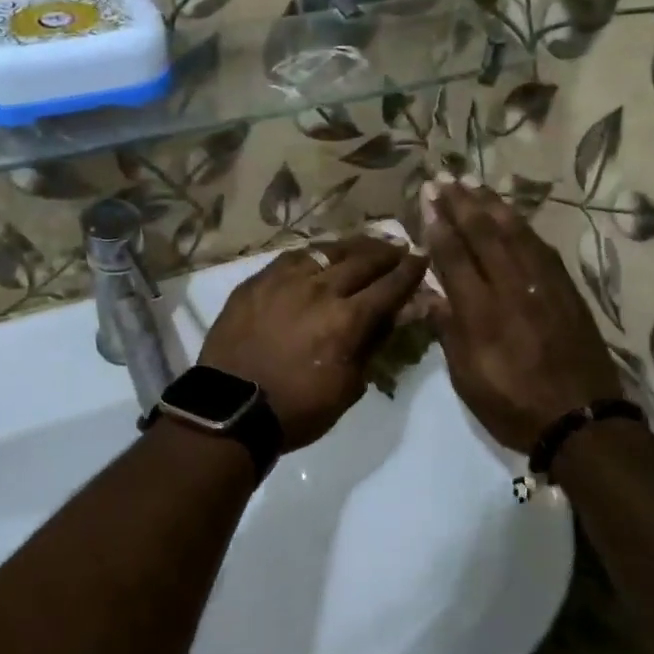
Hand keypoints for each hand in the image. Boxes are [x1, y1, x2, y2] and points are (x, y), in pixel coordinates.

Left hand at [199, 235, 427, 450]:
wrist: (231, 408)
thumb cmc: (297, 408)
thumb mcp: (348, 387)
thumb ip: (372, 345)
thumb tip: (395, 316)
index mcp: (347, 320)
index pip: (389, 287)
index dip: (410, 271)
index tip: (422, 258)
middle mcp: (320, 290)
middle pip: (362, 261)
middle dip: (386, 253)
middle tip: (398, 247)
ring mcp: (284, 281)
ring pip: (327, 252)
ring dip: (352, 247)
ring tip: (365, 244)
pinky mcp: (257, 281)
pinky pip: (292, 257)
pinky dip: (314, 254)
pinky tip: (320, 254)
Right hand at [421, 181, 622, 451]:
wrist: (582, 420)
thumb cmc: (513, 405)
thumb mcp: (467, 378)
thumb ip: (448, 331)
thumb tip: (428, 294)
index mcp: (482, 313)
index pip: (455, 257)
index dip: (439, 225)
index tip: (427, 199)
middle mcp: (512, 289)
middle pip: (484, 235)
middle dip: (461, 203)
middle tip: (443, 178)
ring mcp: (544, 286)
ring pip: (515, 233)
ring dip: (492, 205)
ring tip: (474, 183)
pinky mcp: (567, 290)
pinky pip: (541, 247)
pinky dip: (523, 225)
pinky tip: (513, 215)